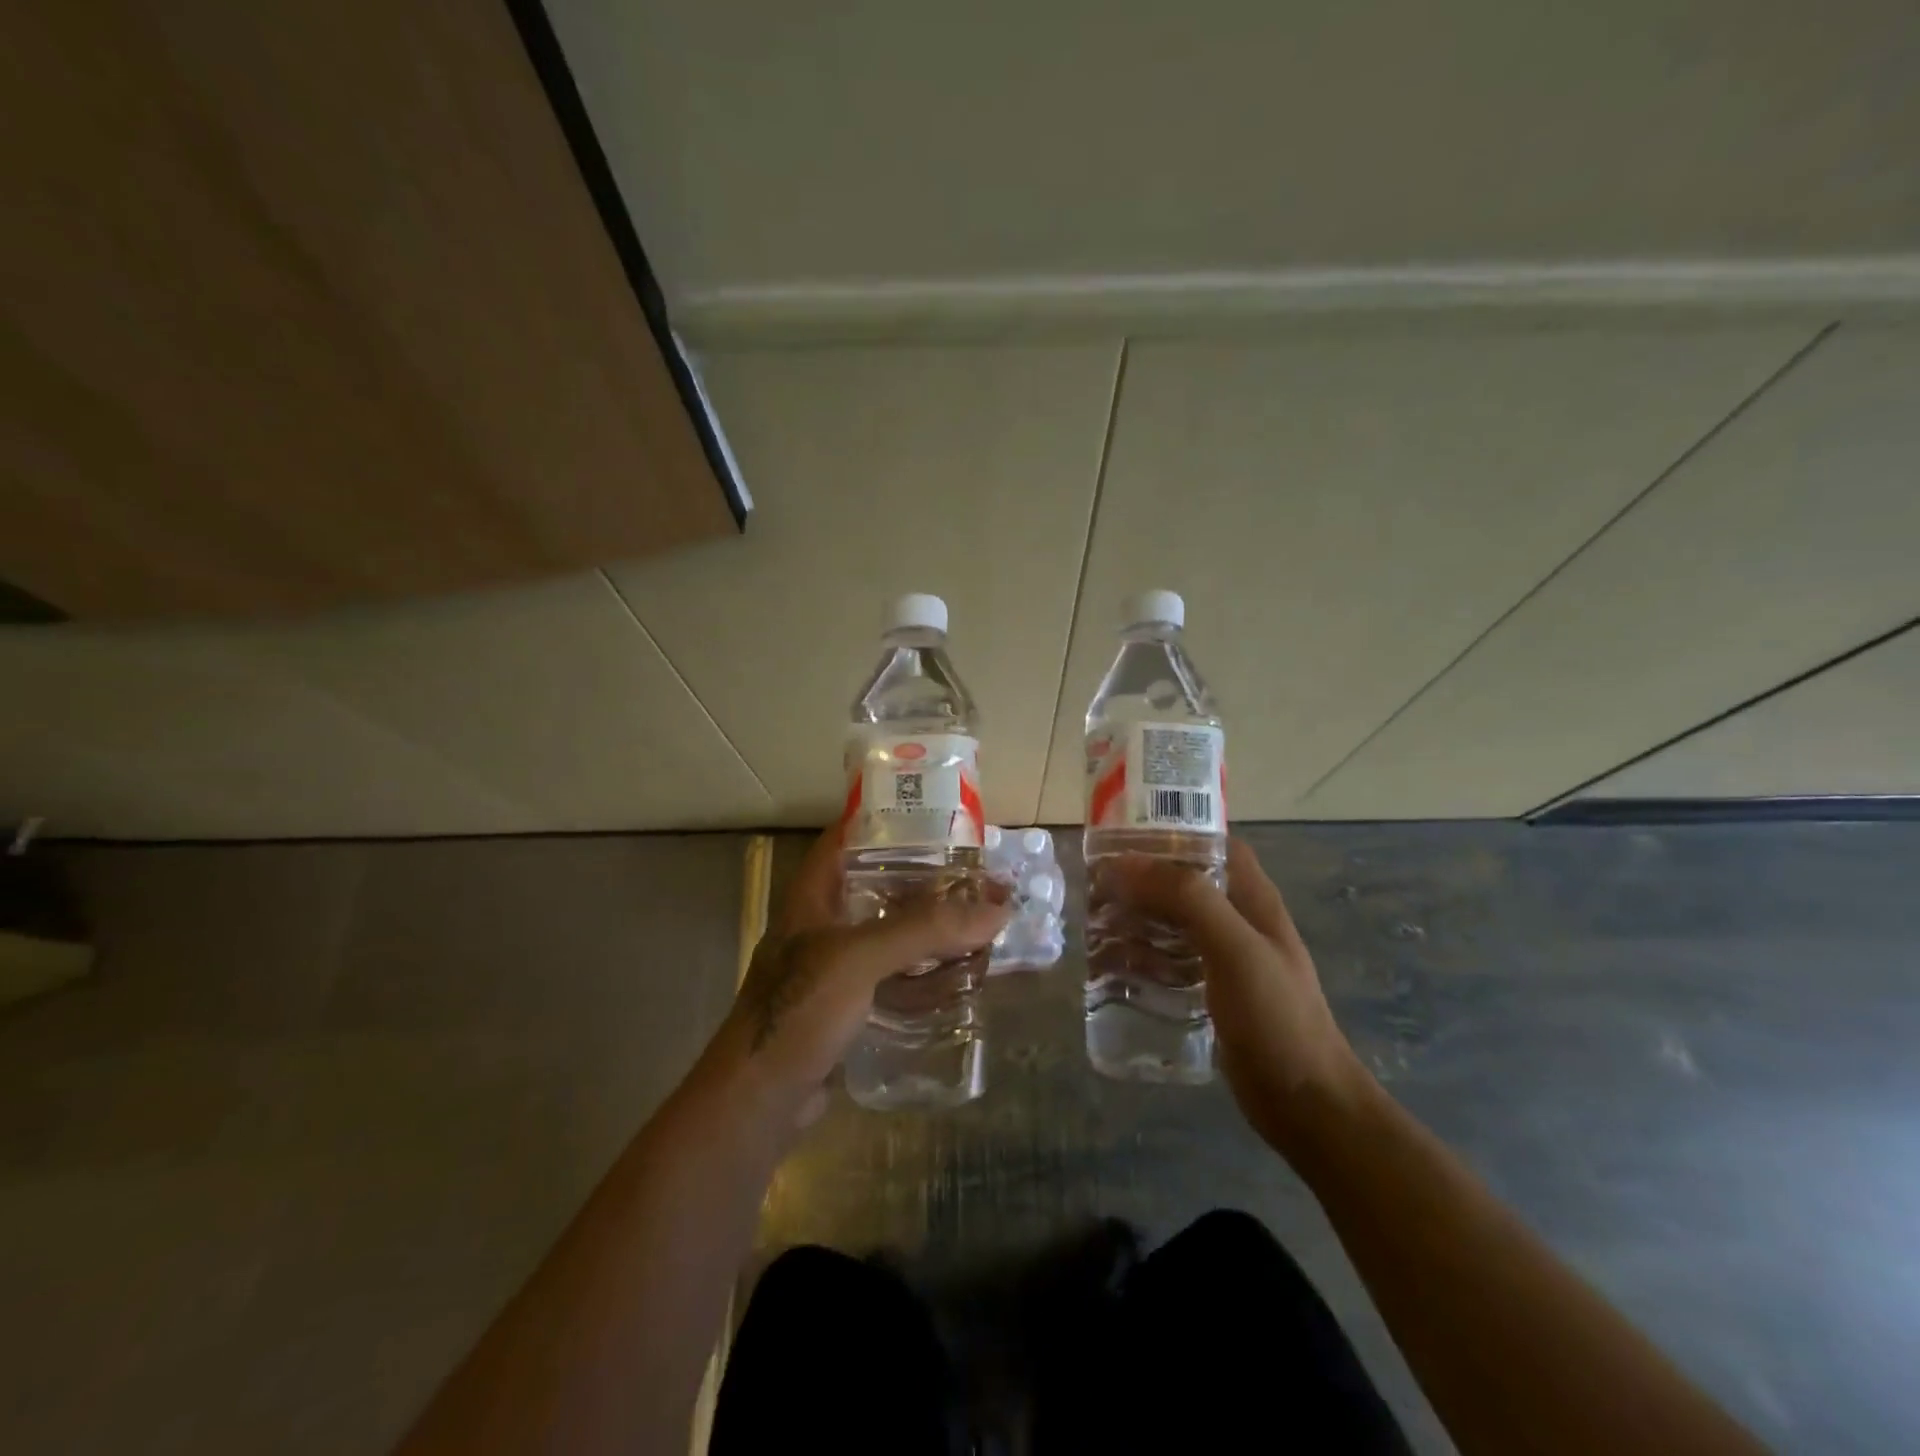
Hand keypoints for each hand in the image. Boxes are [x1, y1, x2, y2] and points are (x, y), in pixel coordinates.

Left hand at [708, 826, 1010, 1129]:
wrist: (758, 1101)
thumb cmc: (797, 1011)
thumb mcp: (859, 958)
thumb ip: (925, 929)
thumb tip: (998, 908)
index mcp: (814, 895)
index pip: (849, 836)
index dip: (889, 819)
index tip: (939, 814)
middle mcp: (826, 922)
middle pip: (882, 885)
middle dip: (929, 878)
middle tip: (979, 872)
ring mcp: (838, 965)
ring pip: (893, 931)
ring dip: (933, 926)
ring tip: (981, 916)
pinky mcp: (851, 1004)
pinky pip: (897, 974)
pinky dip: (927, 969)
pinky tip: (961, 971)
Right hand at [1107, 837, 1369, 1152]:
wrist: (1306, 1106)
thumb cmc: (1277, 1018)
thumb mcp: (1235, 949)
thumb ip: (1188, 899)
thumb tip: (1127, 863)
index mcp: (1253, 899)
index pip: (1213, 844)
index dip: (1172, 832)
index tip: (1124, 835)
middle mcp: (1239, 922)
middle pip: (1185, 882)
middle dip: (1143, 878)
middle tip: (1097, 882)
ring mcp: (1225, 959)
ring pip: (1173, 922)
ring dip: (1138, 916)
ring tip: (1095, 920)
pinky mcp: (1211, 993)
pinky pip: (1170, 961)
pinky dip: (1143, 955)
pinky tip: (1113, 965)